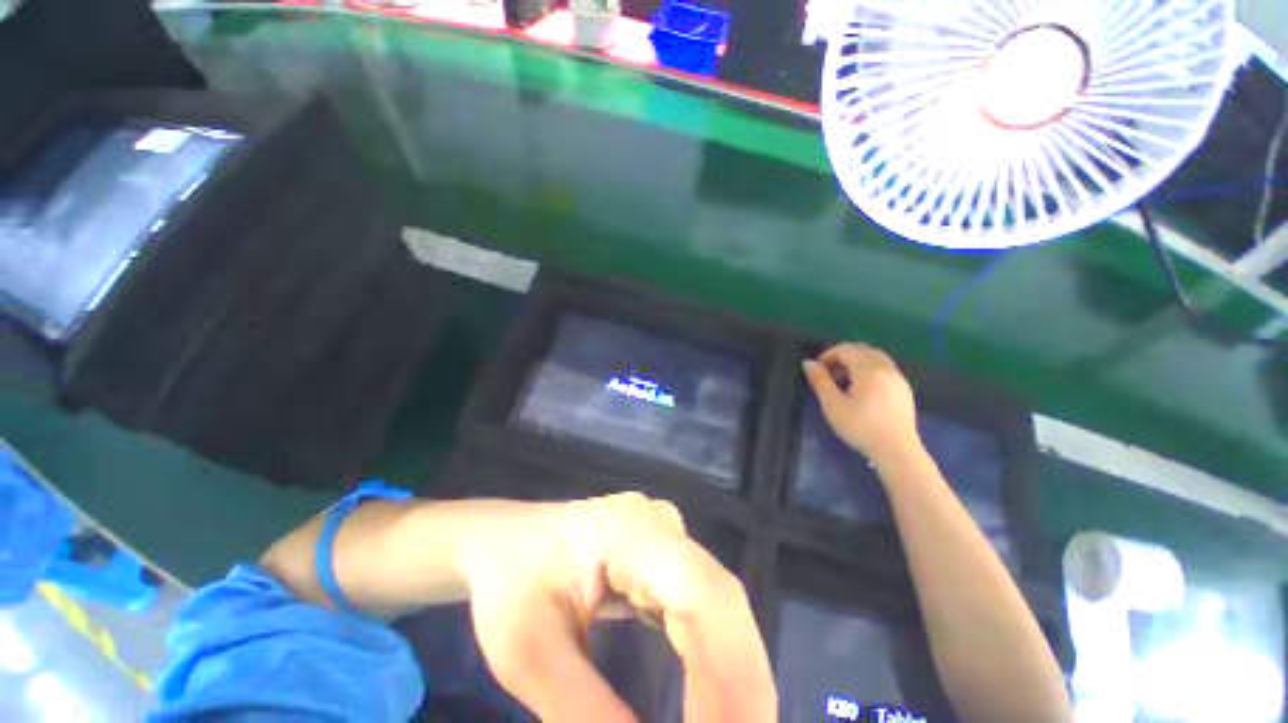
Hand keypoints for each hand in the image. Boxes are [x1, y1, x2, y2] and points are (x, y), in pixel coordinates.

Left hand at [456, 492, 775, 722]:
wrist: (507, 540)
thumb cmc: (509, 585)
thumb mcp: (529, 654)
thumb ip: (583, 712)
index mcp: (629, 531)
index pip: (701, 596)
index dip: (731, 674)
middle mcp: (661, 525)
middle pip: (722, 601)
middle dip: (741, 686)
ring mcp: (668, 536)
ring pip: (721, 606)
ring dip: (734, 677)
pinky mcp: (668, 555)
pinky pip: (704, 609)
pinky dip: (716, 661)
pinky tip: (713, 704)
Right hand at [803, 342, 920, 463]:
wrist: (897, 451)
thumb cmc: (861, 427)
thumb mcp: (833, 405)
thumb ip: (820, 381)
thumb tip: (808, 363)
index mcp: (868, 370)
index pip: (846, 349)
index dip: (828, 355)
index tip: (818, 371)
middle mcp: (886, 368)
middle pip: (862, 350)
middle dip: (843, 356)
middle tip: (830, 375)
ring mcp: (898, 378)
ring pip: (875, 357)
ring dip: (857, 362)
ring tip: (845, 382)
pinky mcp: (904, 389)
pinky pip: (885, 368)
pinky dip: (870, 370)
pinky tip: (863, 390)